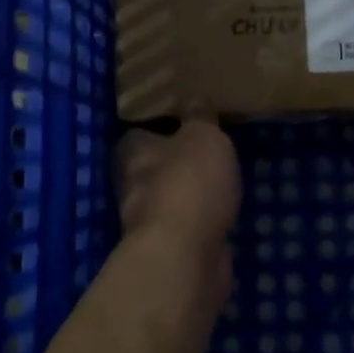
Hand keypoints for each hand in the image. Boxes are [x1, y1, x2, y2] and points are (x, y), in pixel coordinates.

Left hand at [116, 113, 240, 297]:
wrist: (185, 254)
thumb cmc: (189, 182)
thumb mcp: (203, 136)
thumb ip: (200, 117)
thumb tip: (195, 98)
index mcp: (132, 151)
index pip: (140, 132)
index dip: (161, 127)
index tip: (186, 122)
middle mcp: (131, 184)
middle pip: (153, 167)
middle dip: (176, 162)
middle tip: (209, 150)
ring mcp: (147, 221)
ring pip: (170, 198)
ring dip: (190, 193)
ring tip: (222, 180)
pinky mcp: (168, 249)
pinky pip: (186, 225)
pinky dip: (201, 220)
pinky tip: (222, 212)